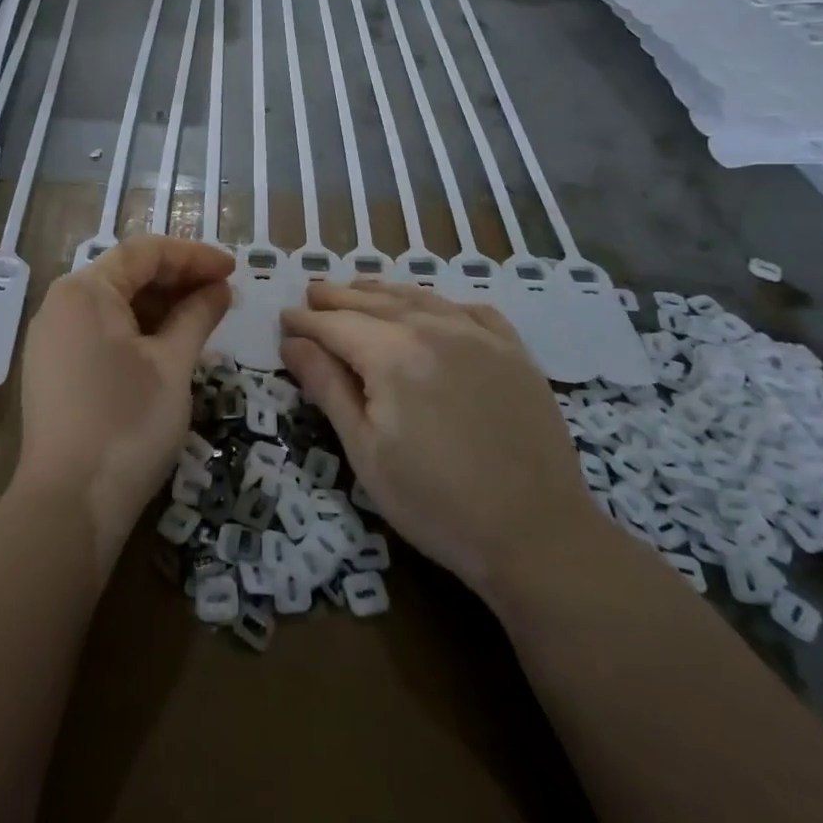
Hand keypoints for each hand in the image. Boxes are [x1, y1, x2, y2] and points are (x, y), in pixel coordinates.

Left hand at [16, 237, 233, 548]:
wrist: (69, 506)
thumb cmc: (128, 423)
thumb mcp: (173, 364)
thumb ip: (197, 316)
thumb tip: (219, 289)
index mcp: (85, 291)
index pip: (145, 253)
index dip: (194, 256)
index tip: (234, 269)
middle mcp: (61, 305)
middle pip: (127, 275)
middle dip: (178, 280)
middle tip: (224, 294)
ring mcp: (52, 339)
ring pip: (114, 305)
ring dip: (160, 306)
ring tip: (204, 318)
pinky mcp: (53, 370)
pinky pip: (100, 332)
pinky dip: (138, 330)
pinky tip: (170, 344)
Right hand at [280, 280, 600, 605]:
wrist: (537, 534)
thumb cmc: (435, 503)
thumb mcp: (366, 451)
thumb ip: (328, 388)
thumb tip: (293, 343)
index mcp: (392, 354)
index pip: (336, 324)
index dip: (307, 321)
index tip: (285, 318)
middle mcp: (434, 329)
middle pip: (374, 302)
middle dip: (338, 297)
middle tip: (312, 291)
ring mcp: (480, 336)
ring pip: (420, 298)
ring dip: (383, 291)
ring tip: (358, 288)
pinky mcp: (514, 351)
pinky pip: (470, 310)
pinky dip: (440, 303)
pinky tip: (433, 309)